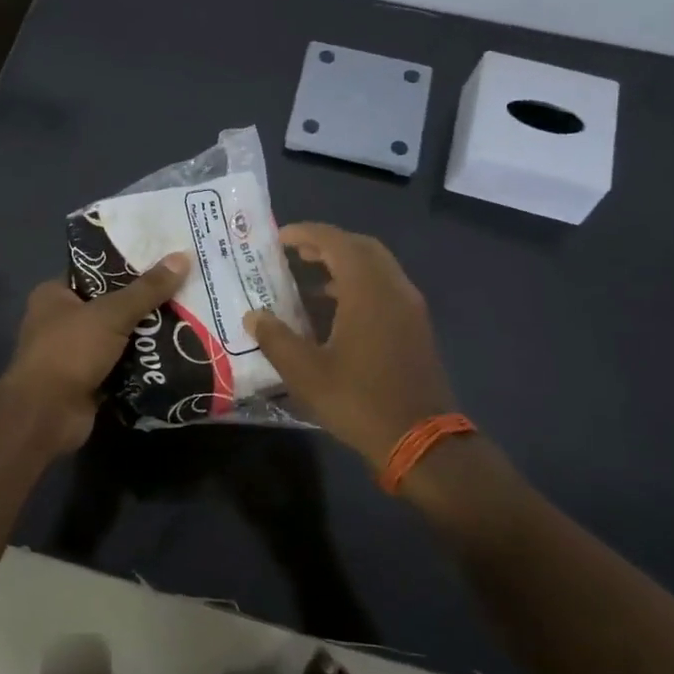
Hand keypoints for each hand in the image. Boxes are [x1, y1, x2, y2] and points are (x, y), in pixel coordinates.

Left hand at [2, 252, 191, 452]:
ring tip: (188, 317)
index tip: (163, 260)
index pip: (95, 271)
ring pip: (118, 336)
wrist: (47, 416)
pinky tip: (175, 352)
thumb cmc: (70, 351)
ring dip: (147, 334)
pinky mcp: (88, 380)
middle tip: (183, 289)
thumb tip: (183, 256)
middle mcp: (61, 320)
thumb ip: (147, 289)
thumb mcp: (111, 313)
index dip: (127, 265)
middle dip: (144, 302)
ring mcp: (74, 353)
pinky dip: (142, 362)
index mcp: (54, 294)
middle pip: (111, 304)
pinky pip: (121, 364)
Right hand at [244, 223, 461, 468]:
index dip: (307, 233)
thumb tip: (254, 315)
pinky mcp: (415, 327)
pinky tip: (335, 310)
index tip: (279, 237)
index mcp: (367, 290)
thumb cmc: (359, 400)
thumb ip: (276, 338)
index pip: (336, 242)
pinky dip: (359, 284)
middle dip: (327, 243)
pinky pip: (385, 288)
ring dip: (344, 264)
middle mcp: (393, 288)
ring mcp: (409, 307)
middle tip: (295, 253)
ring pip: (376, 267)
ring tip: (309, 279)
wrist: (420, 439)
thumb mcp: (305, 372)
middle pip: (361, 247)